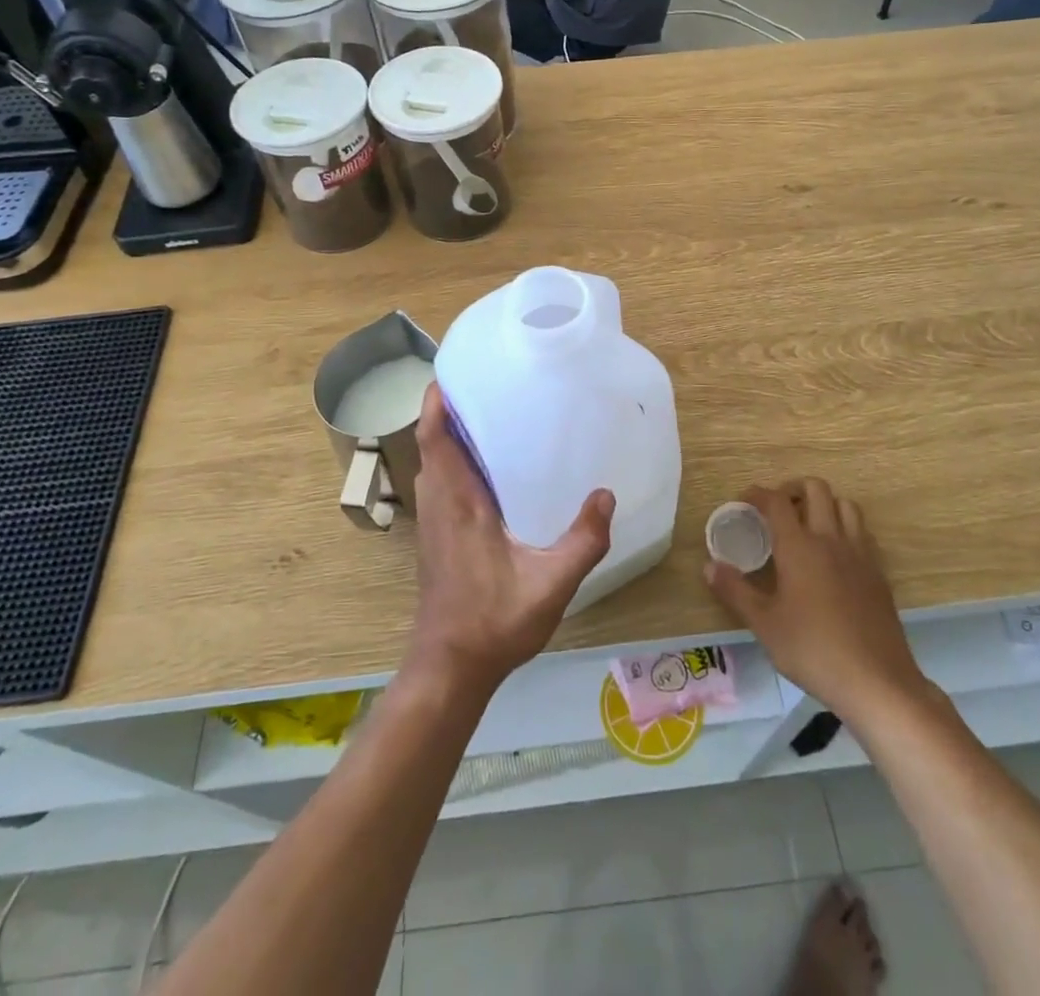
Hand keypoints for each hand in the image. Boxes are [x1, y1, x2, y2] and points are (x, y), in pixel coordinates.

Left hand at [406, 384, 614, 696]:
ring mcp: (433, 521)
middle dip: (451, 410)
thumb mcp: (551, 583)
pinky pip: (441, 483)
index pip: (435, 437)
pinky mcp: (436, 537)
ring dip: (451, 436)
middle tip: (489, 386)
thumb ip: (583, 540)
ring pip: (435, 463)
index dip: (437, 402)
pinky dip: (455, 462)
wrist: (451, 667)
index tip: (455, 372)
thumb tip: (606, 495)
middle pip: (433, 442)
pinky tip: (491, 470)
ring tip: (492, 416)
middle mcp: (438, 503)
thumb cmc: (494, 621)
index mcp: (458, 501)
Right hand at [704, 478, 928, 717]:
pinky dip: (845, 527)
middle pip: (816, 489)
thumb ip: (735, 590)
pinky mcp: (878, 573)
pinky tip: (834, 554)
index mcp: (799, 546)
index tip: (744, 501)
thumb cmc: (813, 650)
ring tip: (807, 524)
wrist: (877, 682)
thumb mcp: (764, 624)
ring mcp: (860, 554)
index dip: (757, 494)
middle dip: (793, 489)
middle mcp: (830, 539)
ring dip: (824, 503)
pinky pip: (862, 532)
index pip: (776, 501)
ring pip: (845, 505)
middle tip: (777, 508)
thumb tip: (709, 565)